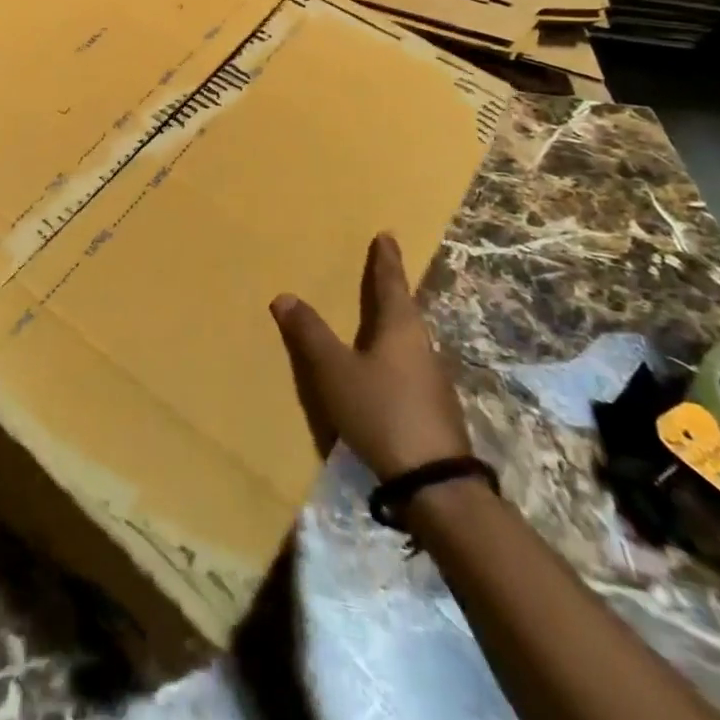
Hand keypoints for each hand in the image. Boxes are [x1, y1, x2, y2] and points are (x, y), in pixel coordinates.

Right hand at [271, 232, 471, 481]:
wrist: (434, 483)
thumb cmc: (382, 411)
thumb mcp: (335, 371)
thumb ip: (310, 334)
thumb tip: (285, 296)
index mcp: (400, 327)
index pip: (391, 283)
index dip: (385, 259)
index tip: (387, 236)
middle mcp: (421, 345)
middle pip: (404, 309)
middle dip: (390, 291)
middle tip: (378, 273)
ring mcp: (432, 379)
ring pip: (408, 339)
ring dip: (392, 324)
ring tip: (375, 319)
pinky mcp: (433, 408)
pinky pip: (409, 366)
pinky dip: (393, 355)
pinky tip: (382, 369)